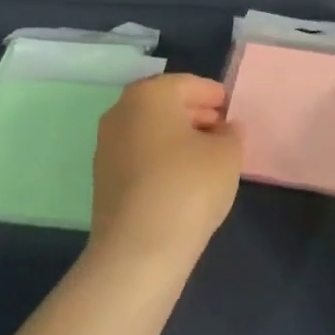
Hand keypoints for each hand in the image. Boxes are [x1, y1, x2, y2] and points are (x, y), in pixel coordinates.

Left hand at [90, 74, 241, 270]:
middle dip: (194, 114)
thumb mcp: (227, 155)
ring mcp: (106, 146)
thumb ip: (231, 134)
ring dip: (177, 138)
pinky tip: (183, 179)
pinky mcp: (103, 179)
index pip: (188, 84)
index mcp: (149, 94)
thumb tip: (225, 130)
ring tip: (207, 156)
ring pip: (150, 131)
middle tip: (222, 130)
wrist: (138, 250)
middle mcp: (121, 112)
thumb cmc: (188, 187)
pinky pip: (139, 156)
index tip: (231, 107)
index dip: (213, 95)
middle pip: (165, 105)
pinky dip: (161, 159)